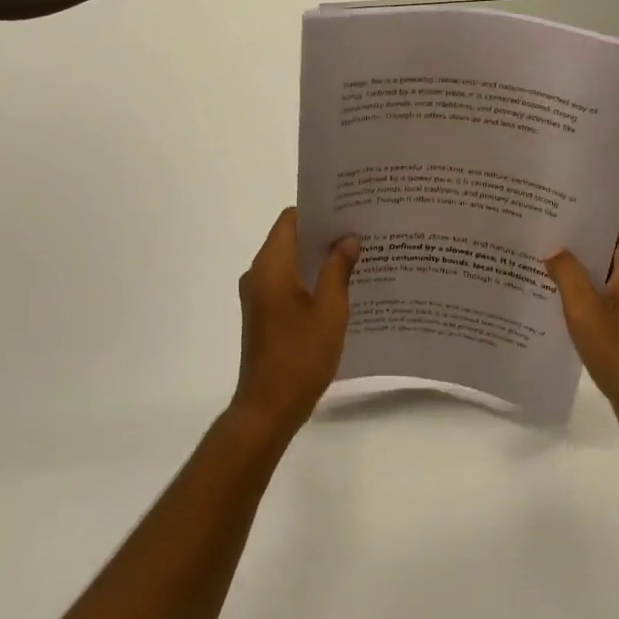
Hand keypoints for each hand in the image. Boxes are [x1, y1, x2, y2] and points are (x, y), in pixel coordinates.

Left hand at [229, 208, 358, 440]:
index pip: (290, 219)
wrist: (268, 408)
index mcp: (271, 266)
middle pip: (289, 237)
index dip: (318, 211)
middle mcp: (258, 274)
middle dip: (322, 232)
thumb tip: (347, 238)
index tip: (347, 209)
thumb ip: (338, 269)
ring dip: (317, 256)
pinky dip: (309, 277)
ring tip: (355, 254)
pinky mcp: (263, 313)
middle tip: (359, 229)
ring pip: (289, 261)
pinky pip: (286, 281)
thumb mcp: (330, 310)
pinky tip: (339, 285)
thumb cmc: (300, 356)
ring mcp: (258, 295)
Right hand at [546, 203, 618, 455]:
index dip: (605, 202)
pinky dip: (584, 287)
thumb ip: (567, 274)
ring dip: (580, 260)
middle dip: (583, 229)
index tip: (571, 199)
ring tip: (542, 254)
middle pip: (616, 237)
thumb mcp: (586, 311)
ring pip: (608, 266)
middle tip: (546, 223)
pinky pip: (606, 292)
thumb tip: (553, 249)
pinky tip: (553, 295)